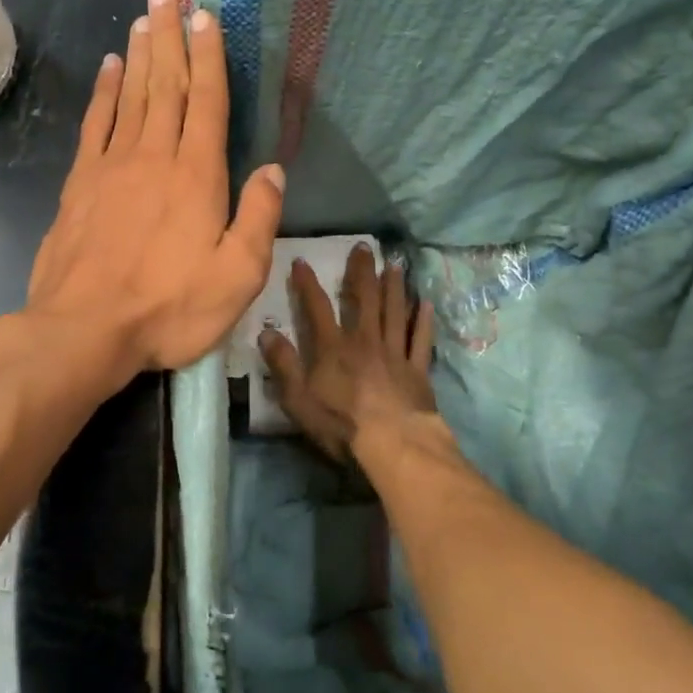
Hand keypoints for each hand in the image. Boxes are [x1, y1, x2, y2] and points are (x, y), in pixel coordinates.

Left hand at [27, 0, 285, 380]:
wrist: (85, 329)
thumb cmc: (169, 308)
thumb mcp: (237, 277)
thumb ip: (259, 219)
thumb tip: (274, 170)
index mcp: (197, 175)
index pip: (207, 101)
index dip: (209, 56)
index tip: (207, 15)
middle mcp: (154, 156)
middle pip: (166, 84)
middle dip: (170, 35)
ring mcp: (112, 166)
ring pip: (131, 95)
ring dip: (139, 52)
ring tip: (144, 15)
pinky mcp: (80, 183)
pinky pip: (95, 123)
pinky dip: (103, 91)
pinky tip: (108, 67)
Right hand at [259, 244, 439, 462]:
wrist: (393, 445)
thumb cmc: (341, 425)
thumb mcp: (298, 400)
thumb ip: (283, 365)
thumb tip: (266, 333)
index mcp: (333, 348)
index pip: (317, 307)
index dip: (307, 284)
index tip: (301, 261)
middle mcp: (365, 341)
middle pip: (364, 299)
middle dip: (361, 271)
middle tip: (364, 246)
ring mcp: (394, 353)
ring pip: (395, 312)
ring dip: (394, 286)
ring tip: (395, 264)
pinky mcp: (417, 369)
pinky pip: (421, 339)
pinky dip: (423, 320)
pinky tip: (425, 303)